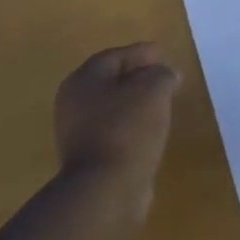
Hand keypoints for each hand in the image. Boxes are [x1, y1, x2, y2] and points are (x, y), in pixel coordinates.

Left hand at [53, 43, 179, 197]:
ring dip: (135, 101)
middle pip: (110, 80)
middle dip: (137, 75)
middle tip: (163, 74)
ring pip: (112, 106)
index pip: (115, 56)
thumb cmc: (127, 129)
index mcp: (84, 80)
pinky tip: (151, 128)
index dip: (140, 52)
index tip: (163, 52)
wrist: (105, 188)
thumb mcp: (154, 90)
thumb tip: (165, 75)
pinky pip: (114, 129)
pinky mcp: (88, 156)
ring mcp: (77, 132)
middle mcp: (74, 102)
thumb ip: (162, 74)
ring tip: (162, 101)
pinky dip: (132, 124)